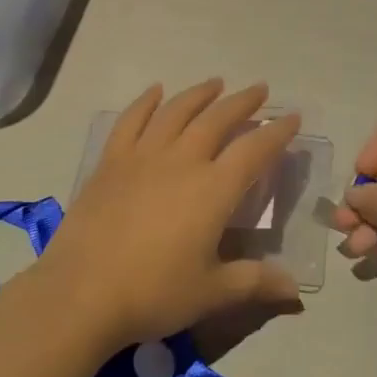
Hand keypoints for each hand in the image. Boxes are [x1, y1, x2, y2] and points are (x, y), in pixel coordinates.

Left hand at [42, 79, 302, 349]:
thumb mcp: (212, 293)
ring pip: (177, 112)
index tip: (292, 117)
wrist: (81, 293)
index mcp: (213, 189)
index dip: (277, 133)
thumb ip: (256, 282)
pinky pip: (132, 121)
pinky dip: (146, 102)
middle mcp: (182, 161)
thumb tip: (295, 288)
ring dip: (199, 94)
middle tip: (260, 90)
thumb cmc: (153, 293)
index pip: (254, 150)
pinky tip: (156, 91)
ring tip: (216, 83)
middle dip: (242, 102)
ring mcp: (143, 157)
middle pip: (217, 119)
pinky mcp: (111, 162)